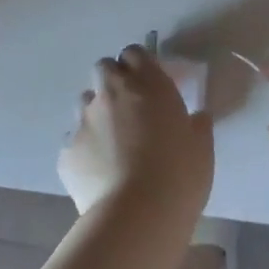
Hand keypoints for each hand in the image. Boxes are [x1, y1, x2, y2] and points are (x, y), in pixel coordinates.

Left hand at [57, 44, 213, 218]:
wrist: (137, 215)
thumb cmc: (179, 175)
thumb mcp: (202, 148)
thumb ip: (197, 125)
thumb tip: (196, 117)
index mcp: (147, 83)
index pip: (134, 53)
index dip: (139, 65)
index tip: (149, 83)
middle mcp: (111, 93)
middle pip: (103, 68)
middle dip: (113, 81)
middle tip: (129, 107)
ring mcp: (84, 120)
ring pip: (85, 102)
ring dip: (97, 113)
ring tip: (112, 142)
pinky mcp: (66, 151)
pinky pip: (74, 141)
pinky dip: (85, 149)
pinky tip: (99, 172)